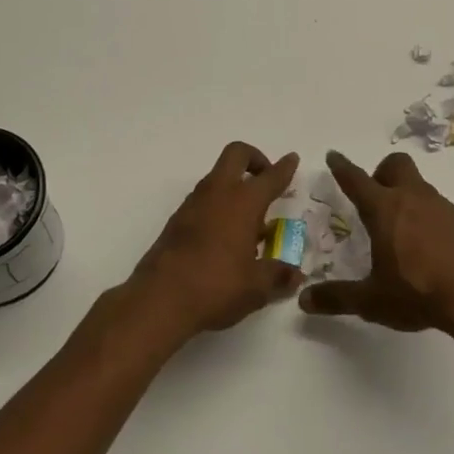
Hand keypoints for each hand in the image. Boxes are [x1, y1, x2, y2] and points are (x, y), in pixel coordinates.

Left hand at [123, 142, 302, 341]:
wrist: (159, 300)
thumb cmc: (216, 287)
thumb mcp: (256, 287)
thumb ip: (278, 276)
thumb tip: (295, 275)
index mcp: (243, 202)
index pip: (269, 177)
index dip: (284, 168)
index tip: (292, 159)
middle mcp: (218, 194)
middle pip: (236, 154)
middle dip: (254, 159)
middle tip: (266, 180)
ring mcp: (193, 204)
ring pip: (217, 177)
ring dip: (234, 185)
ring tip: (249, 220)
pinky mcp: (176, 220)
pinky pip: (203, 199)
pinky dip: (218, 205)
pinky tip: (225, 237)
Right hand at [298, 150, 453, 333]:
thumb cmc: (417, 293)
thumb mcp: (371, 300)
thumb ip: (337, 297)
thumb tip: (304, 300)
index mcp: (384, 210)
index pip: (357, 180)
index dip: (342, 167)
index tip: (334, 155)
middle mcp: (412, 198)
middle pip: (396, 165)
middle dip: (381, 173)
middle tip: (375, 201)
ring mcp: (441, 207)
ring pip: (418, 185)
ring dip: (405, 195)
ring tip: (399, 230)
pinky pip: (437, 206)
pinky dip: (426, 215)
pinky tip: (426, 245)